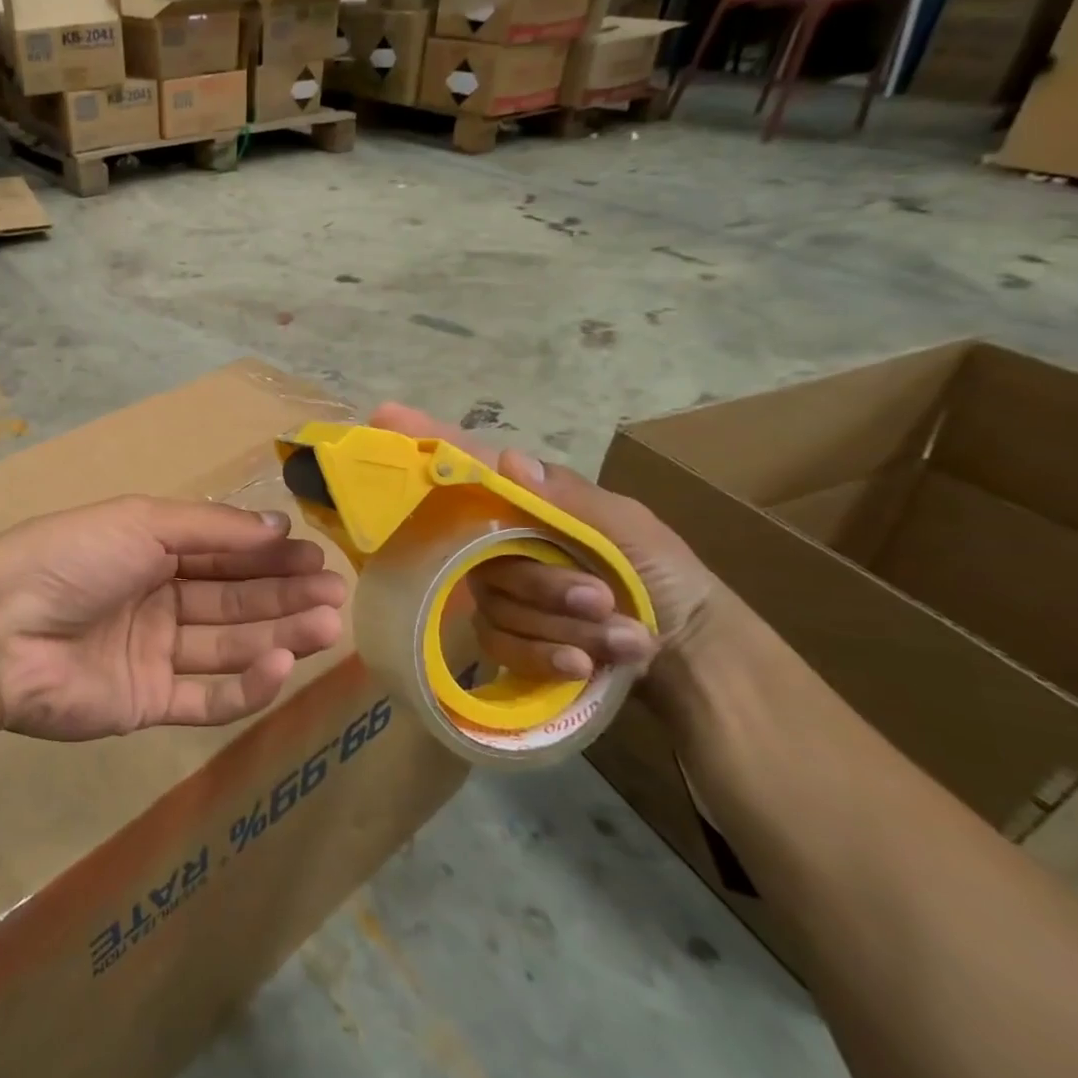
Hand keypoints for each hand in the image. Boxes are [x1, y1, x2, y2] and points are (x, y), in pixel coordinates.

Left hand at [0, 496, 347, 740]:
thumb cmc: (72, 558)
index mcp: (152, 551)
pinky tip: (280, 665)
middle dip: (285, 595)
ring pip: (228, 645)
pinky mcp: (148, 704)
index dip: (271, 557)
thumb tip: (278, 527)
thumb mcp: (142, 522)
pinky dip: (245, 686)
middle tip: (336, 595)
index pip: (225, 554)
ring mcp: (154, 655)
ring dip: (278, 635)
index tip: (320, 557)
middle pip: (234, 600)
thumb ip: (212, 528)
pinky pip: (206, 698)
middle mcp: (158, 601)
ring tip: (326, 625)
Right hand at [369, 404, 719, 682]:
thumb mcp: (629, 530)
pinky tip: (584, 664)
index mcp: (529, 507)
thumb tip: (506, 459)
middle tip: (600, 598)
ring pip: (496, 605)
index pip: (470, 469)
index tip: (385, 414)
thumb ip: (568, 500)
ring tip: (622, 635)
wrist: (693, 657)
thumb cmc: (666, 577)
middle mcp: (504, 543)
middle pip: (483, 556)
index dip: (427, 441)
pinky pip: (500, 645)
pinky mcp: (506, 638)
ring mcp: (502, 592)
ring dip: (562, 625)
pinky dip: (547, 656)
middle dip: (546, 585)